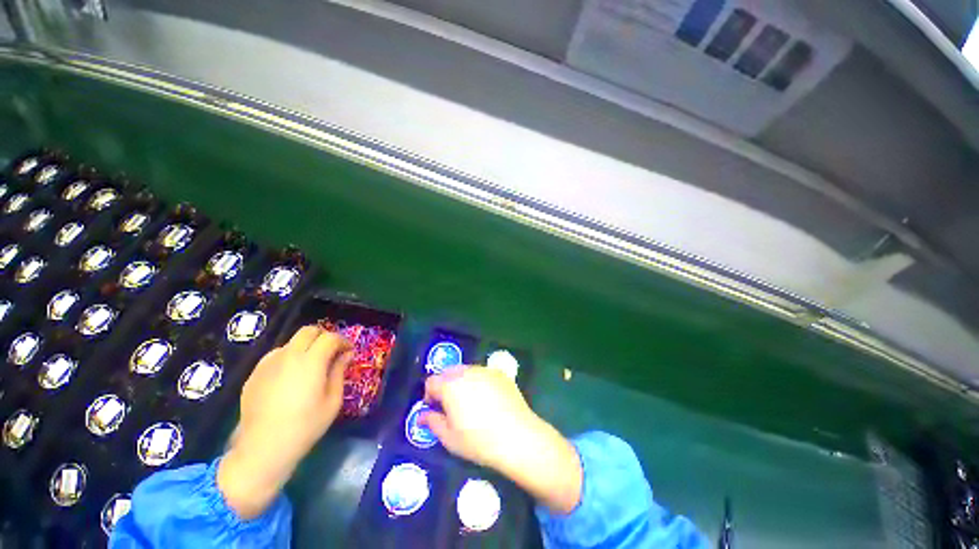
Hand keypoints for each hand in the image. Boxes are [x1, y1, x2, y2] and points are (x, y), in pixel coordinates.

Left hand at [218, 326, 351, 518]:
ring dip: (305, 347)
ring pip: (291, 342)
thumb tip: (346, 354)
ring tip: (310, 366)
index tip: (348, 351)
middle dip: (323, 337)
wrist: (264, 448)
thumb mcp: (333, 400)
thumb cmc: (306, 425)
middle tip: (331, 352)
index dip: (343, 341)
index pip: (330, 337)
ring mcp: (268, 364)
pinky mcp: (255, 374)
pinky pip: (276, 356)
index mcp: (311, 362)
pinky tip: (290, 378)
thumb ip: (339, 371)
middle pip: (308, 331)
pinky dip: (289, 358)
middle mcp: (288, 356)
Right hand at [421, 367, 582, 513]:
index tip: (434, 409)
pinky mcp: (500, 374)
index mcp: (450, 385)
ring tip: (469, 401)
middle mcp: (467, 371)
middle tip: (450, 405)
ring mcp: (485, 370)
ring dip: (461, 381)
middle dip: (445, 385)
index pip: (431, 381)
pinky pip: (483, 373)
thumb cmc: (478, 441)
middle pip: (448, 372)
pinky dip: (478, 381)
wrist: (517, 436)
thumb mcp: (449, 438)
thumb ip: (432, 422)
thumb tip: (422, 415)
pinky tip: (487, 399)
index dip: (429, 395)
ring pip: (466, 370)